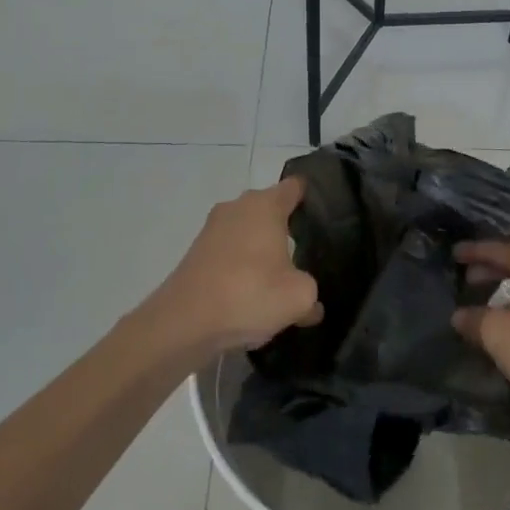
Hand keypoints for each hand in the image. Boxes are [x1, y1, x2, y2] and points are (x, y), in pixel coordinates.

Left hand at [145, 179, 320, 357]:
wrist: (184, 322)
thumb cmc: (249, 294)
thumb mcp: (298, 297)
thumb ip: (312, 294)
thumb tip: (312, 306)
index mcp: (265, 205)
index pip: (296, 187)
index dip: (312, 197)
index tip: (325, 215)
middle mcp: (237, 207)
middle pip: (270, 209)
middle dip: (287, 228)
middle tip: (308, 252)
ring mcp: (212, 228)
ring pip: (247, 232)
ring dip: (261, 250)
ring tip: (278, 279)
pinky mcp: (196, 252)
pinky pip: (229, 252)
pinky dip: (240, 266)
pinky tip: (249, 294)